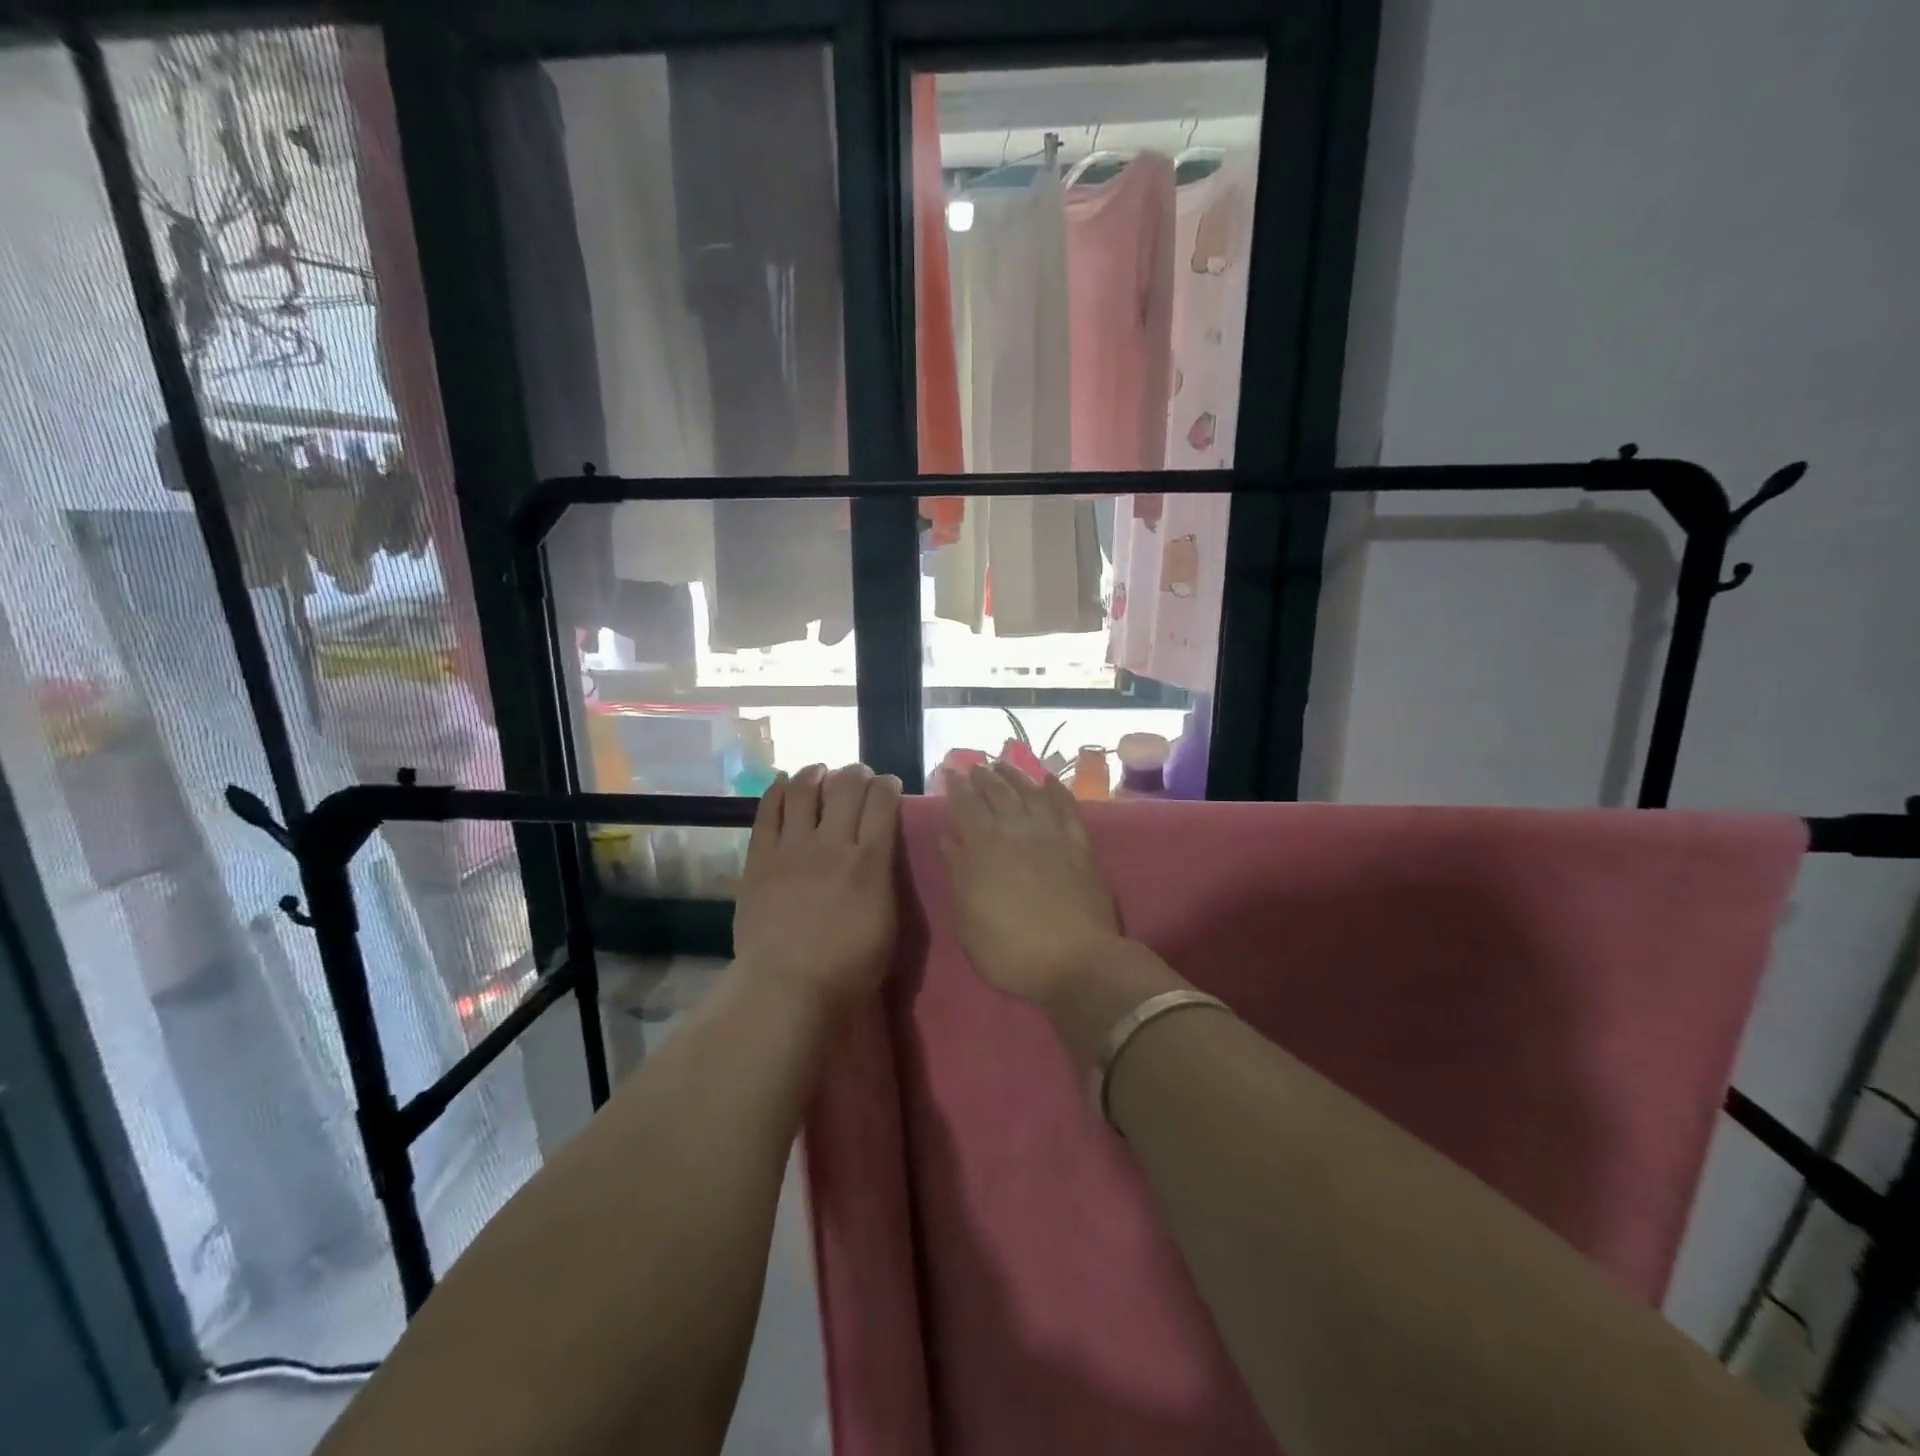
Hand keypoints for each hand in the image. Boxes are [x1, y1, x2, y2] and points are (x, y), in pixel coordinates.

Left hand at [733, 764, 902, 1009]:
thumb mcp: (888, 923)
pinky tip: (783, 784)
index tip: (889, 786)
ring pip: (804, 790)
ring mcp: (792, 848)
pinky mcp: (759, 858)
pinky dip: (777, 791)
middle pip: (847, 786)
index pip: (883, 802)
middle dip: (857, 773)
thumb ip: (886, 878)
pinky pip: (767, 812)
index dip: (888, 785)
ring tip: (819, 771)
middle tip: (859, 776)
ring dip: (816, 773)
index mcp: (870, 861)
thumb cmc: (849, 968)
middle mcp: (833, 844)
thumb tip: (881, 852)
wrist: (787, 988)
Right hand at [941, 762, 1127, 1007]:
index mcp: (983, 846)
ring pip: (1030, 792)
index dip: (956, 786)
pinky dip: (1056, 790)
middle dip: (984, 777)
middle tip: (975, 766)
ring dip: (1015, 776)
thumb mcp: (967, 918)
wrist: (1076, 960)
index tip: (950, 771)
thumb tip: (950, 837)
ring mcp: (1051, 833)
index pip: (965, 805)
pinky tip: (1048, 781)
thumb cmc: (1010, 949)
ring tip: (1004, 765)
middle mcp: (1016, 829)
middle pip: (998, 793)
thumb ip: (958, 872)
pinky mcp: (1079, 843)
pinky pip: (1066, 806)